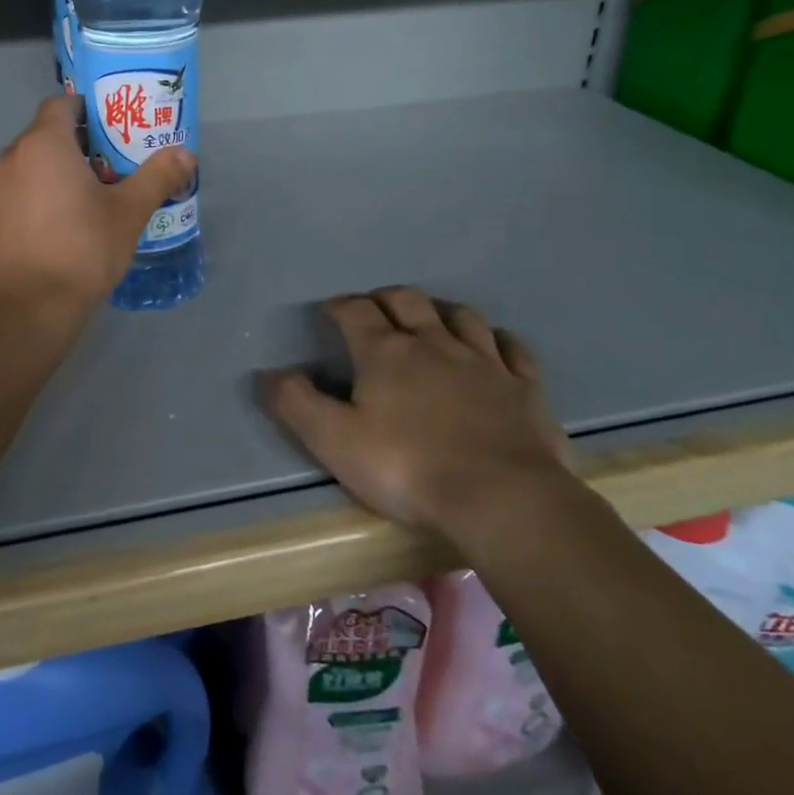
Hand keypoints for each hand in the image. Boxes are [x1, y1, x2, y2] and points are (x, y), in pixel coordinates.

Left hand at [0, 95, 195, 318]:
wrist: (32, 307)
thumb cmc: (82, 248)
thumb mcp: (129, 211)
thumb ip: (157, 176)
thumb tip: (187, 154)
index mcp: (43, 144)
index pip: (62, 104)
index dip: (90, 108)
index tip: (118, 125)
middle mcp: (13, 156)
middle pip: (49, 133)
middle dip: (83, 141)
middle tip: (119, 159)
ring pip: (35, 162)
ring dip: (64, 167)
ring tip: (99, 190)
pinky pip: (23, 186)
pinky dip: (46, 189)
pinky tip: (72, 216)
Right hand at [259, 287, 574, 538]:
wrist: (500, 497)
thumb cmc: (407, 467)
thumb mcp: (334, 440)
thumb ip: (296, 404)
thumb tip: (269, 374)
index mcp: (386, 353)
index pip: (356, 312)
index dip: (339, 306)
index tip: (329, 309)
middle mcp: (434, 344)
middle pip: (408, 301)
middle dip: (385, 298)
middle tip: (374, 306)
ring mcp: (484, 362)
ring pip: (461, 316)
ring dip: (441, 310)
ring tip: (431, 317)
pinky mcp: (524, 387)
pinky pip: (513, 349)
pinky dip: (500, 340)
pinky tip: (495, 344)